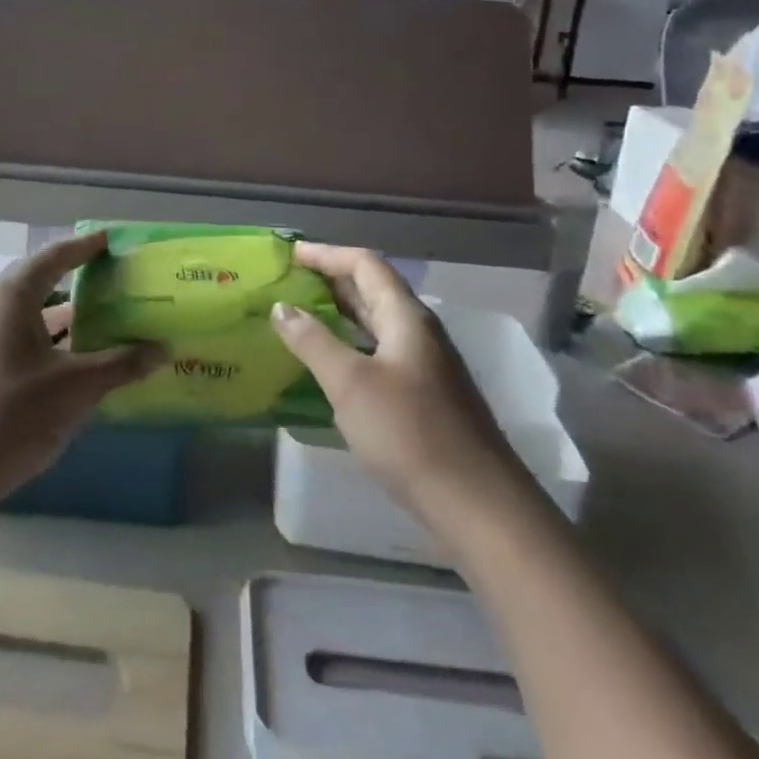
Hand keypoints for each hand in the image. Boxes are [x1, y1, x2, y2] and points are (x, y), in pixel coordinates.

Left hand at [0, 232, 161, 512]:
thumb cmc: (12, 416)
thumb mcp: (75, 388)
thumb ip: (121, 364)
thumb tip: (163, 349)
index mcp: (9, 296)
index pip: (54, 257)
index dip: (85, 247)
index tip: (111, 240)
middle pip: (37, 285)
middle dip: (76, 285)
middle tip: (113, 285)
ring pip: (24, 318)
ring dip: (60, 322)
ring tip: (100, 326)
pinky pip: (11, 343)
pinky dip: (42, 345)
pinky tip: (67, 367)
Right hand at [270, 243, 522, 519]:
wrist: (477, 504)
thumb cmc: (409, 433)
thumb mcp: (350, 384)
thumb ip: (313, 341)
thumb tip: (281, 307)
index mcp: (405, 318)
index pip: (365, 264)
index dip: (327, 254)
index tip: (290, 254)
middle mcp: (418, 332)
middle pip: (373, 290)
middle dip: (330, 280)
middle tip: (289, 281)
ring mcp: (425, 365)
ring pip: (376, 323)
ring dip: (339, 313)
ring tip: (300, 315)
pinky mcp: (424, 396)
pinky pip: (379, 352)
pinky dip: (350, 345)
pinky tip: (329, 365)